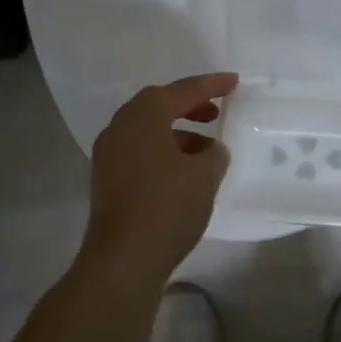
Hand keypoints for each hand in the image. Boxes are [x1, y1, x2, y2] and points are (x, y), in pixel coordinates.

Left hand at [82, 72, 237, 283]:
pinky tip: (184, 172)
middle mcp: (120, 127)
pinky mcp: (107, 179)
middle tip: (215, 113)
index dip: (211, 85)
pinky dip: (163, 151)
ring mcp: (109, 154)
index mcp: (143, 116)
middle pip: (157, 105)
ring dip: (177, 132)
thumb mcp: (204, 176)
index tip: (233, 82)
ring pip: (147, 130)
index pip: (182, 91)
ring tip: (206, 151)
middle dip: (188, 106)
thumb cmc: (167, 207)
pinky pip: (139, 151)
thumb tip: (210, 150)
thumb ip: (214, 154)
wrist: (123, 259)